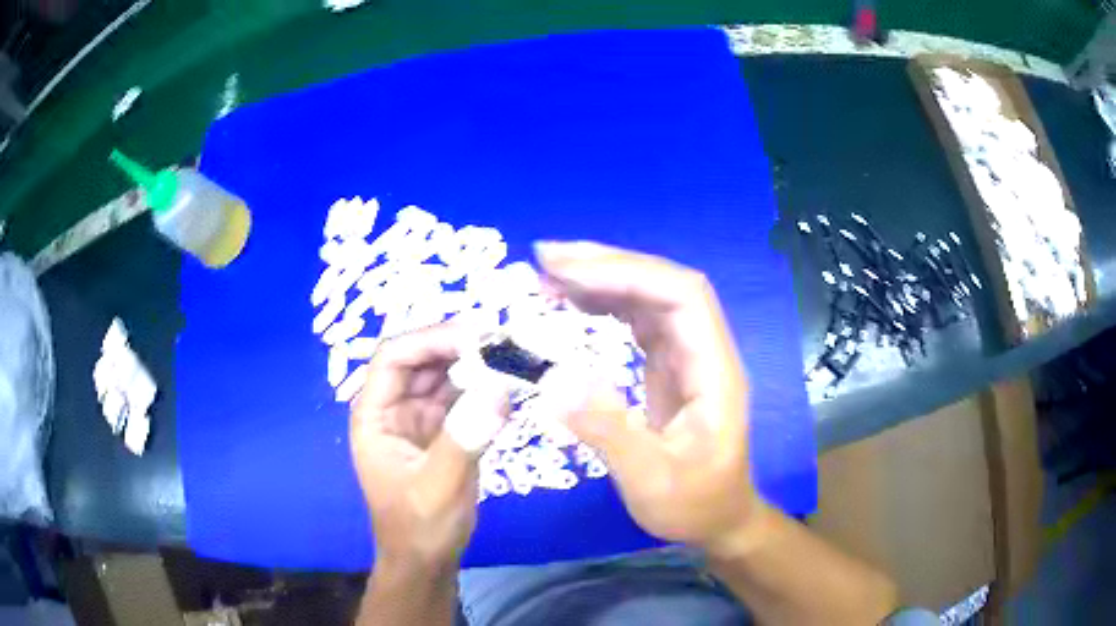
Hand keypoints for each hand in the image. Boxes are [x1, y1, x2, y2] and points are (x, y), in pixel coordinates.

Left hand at [350, 323, 509, 570]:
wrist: (427, 560)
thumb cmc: (420, 527)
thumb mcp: (438, 487)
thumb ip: (464, 439)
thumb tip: (498, 388)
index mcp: (374, 414)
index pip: (395, 357)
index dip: (431, 339)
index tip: (477, 336)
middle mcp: (394, 408)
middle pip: (422, 359)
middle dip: (458, 346)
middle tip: (505, 342)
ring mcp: (419, 419)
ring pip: (444, 375)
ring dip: (475, 364)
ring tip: (513, 356)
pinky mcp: (443, 431)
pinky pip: (462, 398)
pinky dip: (485, 390)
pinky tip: (510, 386)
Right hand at [536, 241, 763, 553]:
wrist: (719, 520)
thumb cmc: (694, 506)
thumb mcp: (651, 482)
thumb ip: (609, 432)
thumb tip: (554, 382)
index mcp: (714, 371)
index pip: (682, 296)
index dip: (628, 273)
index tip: (568, 271)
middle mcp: (705, 351)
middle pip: (664, 286)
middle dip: (607, 265)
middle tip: (546, 260)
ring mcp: (688, 356)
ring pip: (650, 298)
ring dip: (602, 279)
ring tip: (549, 275)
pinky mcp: (669, 366)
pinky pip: (638, 320)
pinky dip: (604, 304)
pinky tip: (572, 303)